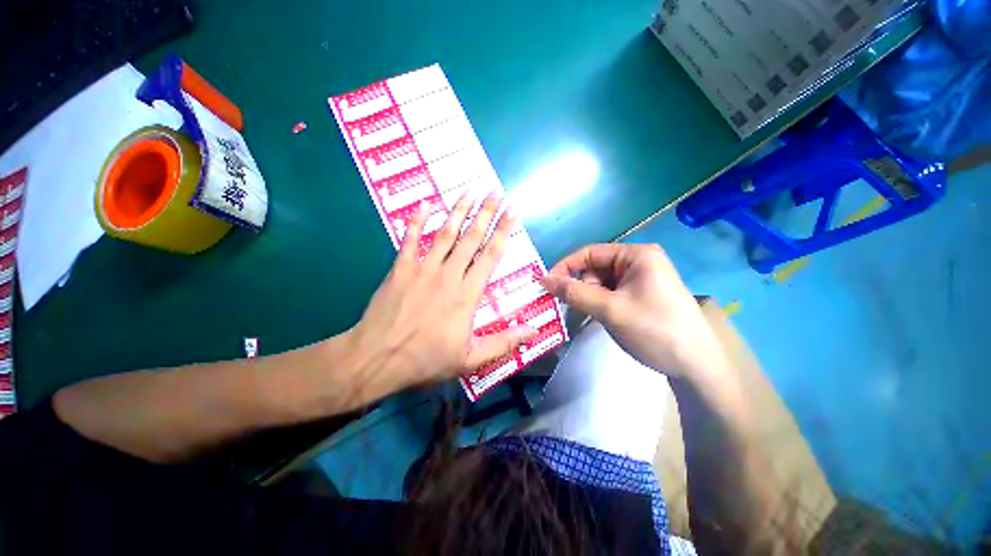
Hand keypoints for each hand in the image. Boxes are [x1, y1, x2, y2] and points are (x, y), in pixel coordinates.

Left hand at [347, 193, 536, 394]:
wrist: (377, 359)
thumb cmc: (426, 359)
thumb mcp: (470, 358)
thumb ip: (504, 342)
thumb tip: (535, 331)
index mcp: (467, 294)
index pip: (491, 256)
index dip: (503, 232)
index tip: (512, 212)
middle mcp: (448, 275)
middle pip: (471, 238)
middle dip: (486, 213)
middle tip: (496, 192)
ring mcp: (422, 269)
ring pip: (445, 234)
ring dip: (459, 211)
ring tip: (470, 191)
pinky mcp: (400, 269)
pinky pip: (410, 240)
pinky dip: (416, 221)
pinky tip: (424, 204)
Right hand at [541, 244, 721, 379]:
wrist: (697, 367)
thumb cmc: (654, 330)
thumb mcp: (609, 309)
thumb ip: (574, 292)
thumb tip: (543, 279)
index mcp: (636, 255)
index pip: (589, 253)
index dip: (565, 267)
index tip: (545, 285)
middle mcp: (638, 262)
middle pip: (595, 268)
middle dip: (581, 286)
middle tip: (572, 308)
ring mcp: (641, 279)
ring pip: (601, 283)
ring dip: (590, 297)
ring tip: (592, 316)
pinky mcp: (642, 295)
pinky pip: (611, 293)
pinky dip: (600, 304)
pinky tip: (602, 318)